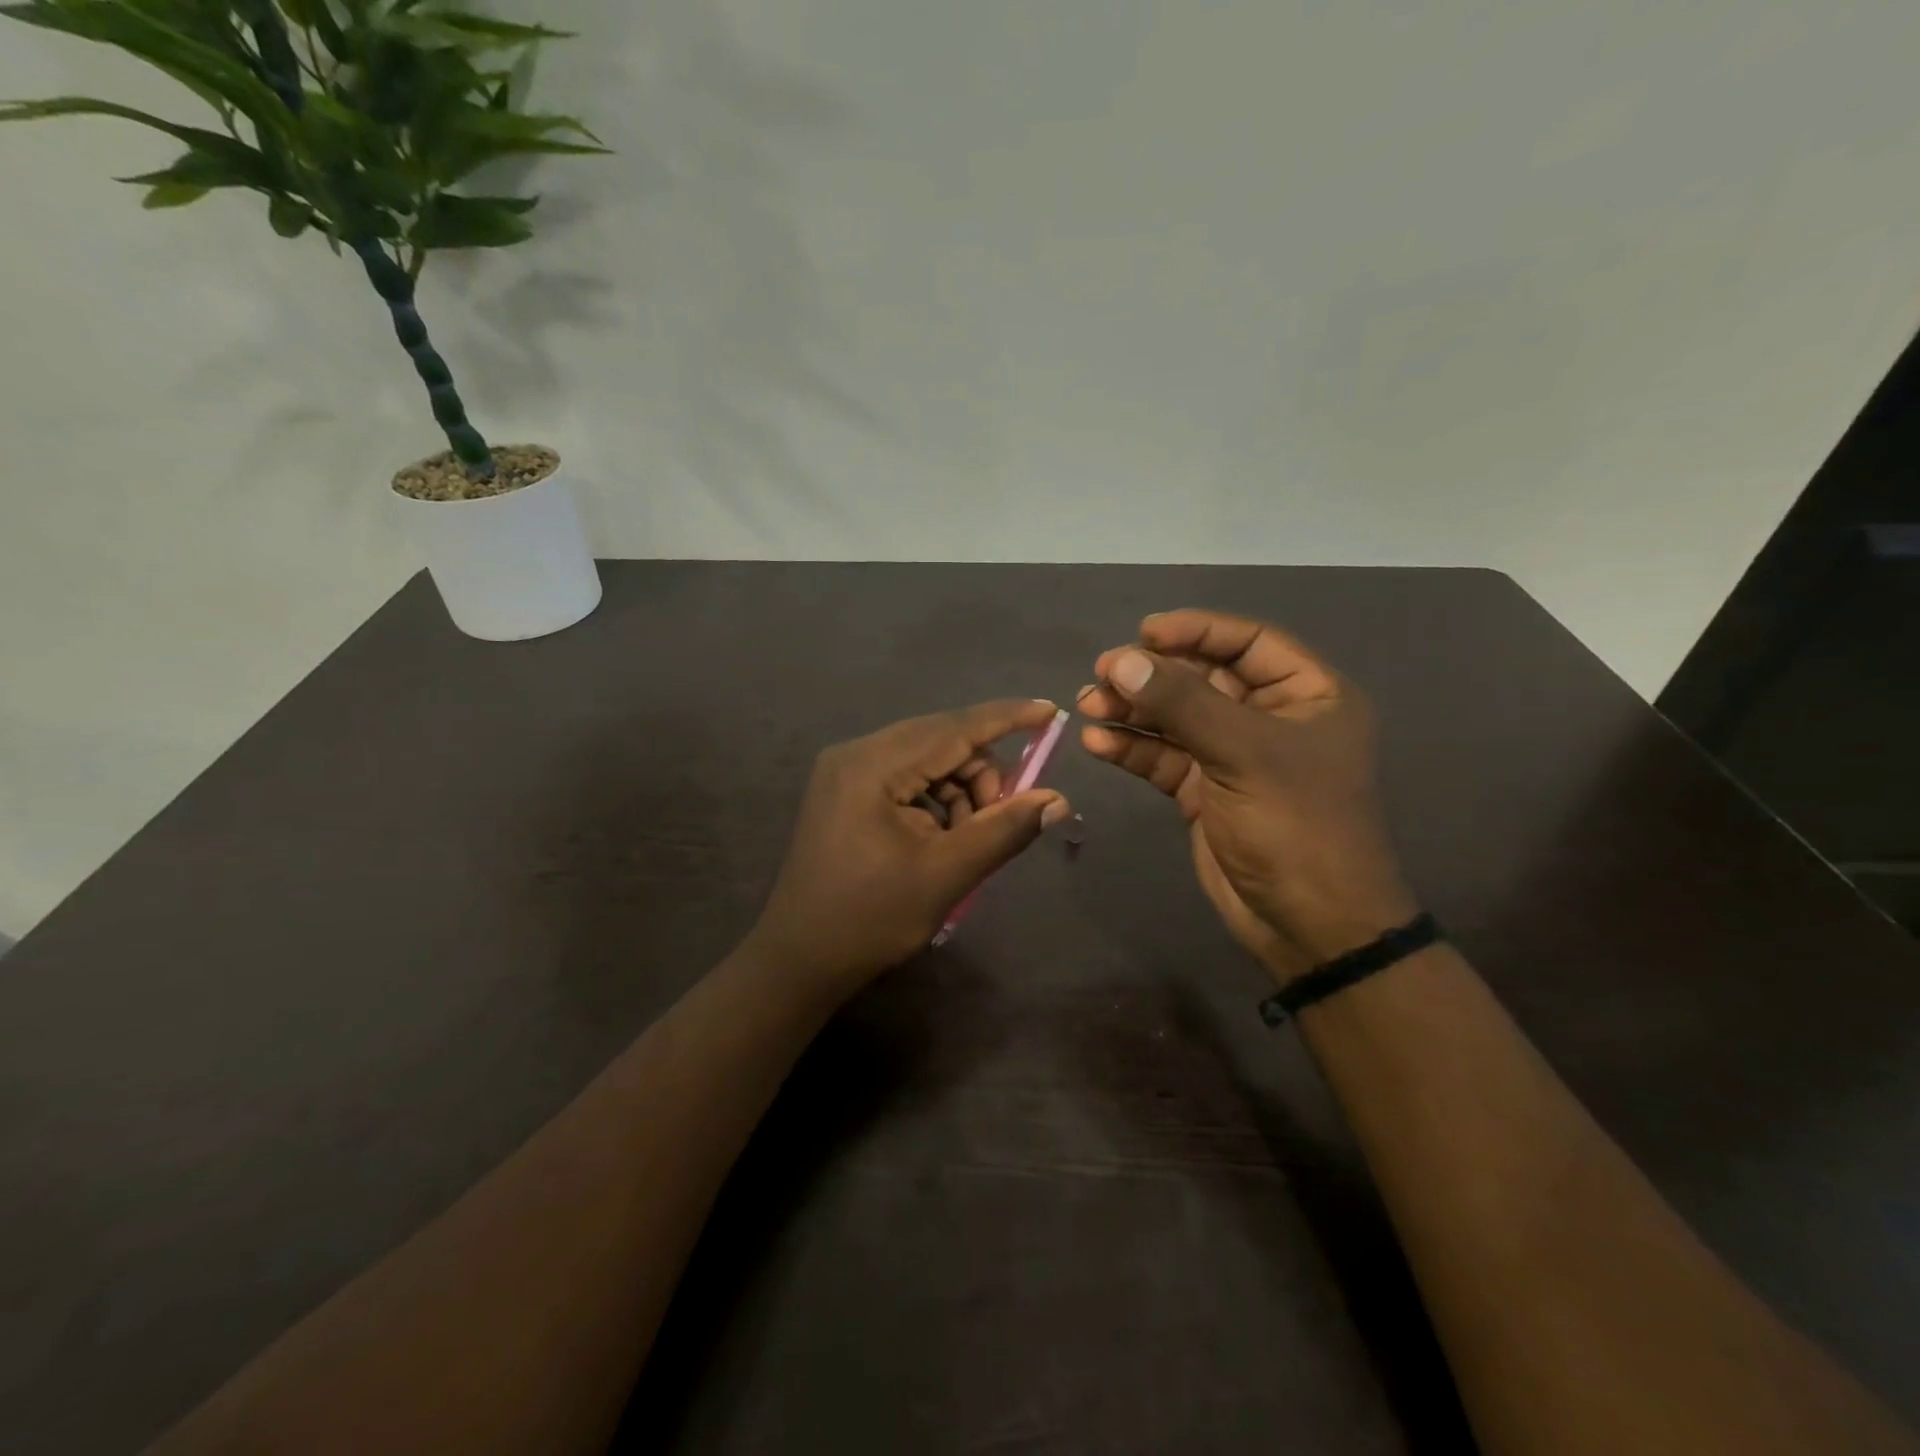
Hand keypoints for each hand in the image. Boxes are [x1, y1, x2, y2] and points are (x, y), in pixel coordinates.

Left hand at [748, 700, 1071, 993]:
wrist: (800, 958)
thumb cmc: (872, 918)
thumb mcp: (947, 874)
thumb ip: (1004, 829)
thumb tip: (1058, 800)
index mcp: (872, 766)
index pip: (953, 728)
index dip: (1007, 717)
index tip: (1051, 710)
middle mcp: (854, 753)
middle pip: (939, 740)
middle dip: (982, 773)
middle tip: (1002, 817)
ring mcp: (844, 770)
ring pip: (925, 759)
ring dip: (959, 790)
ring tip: (966, 839)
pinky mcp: (844, 789)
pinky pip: (905, 776)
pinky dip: (934, 798)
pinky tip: (940, 836)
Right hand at [1077, 610, 1415, 982]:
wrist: (1309, 926)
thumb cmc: (1296, 826)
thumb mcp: (1243, 754)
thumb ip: (1182, 704)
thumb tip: (1123, 661)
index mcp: (1308, 695)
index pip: (1248, 642)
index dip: (1196, 630)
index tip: (1143, 633)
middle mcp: (1271, 718)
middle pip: (1203, 678)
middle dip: (1152, 675)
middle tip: (1102, 672)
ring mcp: (1235, 757)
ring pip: (1176, 718)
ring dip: (1133, 710)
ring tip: (1088, 704)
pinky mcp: (1205, 791)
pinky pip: (1164, 757)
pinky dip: (1132, 748)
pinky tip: (1097, 743)